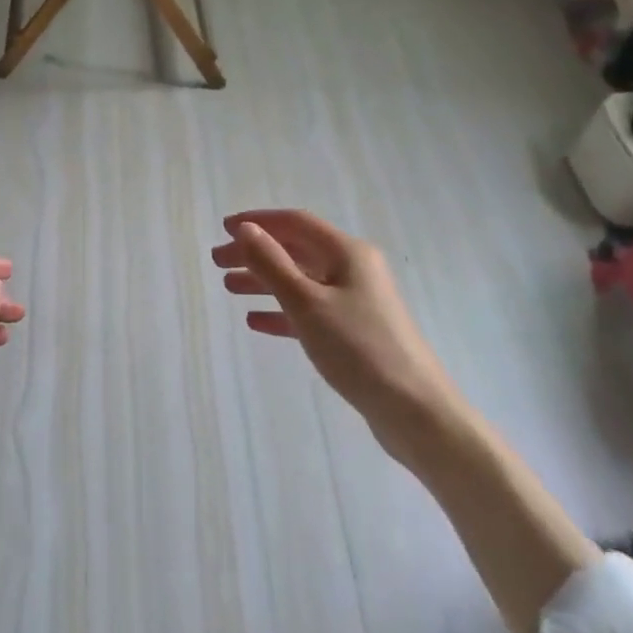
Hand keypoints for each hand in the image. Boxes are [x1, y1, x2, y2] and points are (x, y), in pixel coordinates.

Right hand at [212, 210, 463, 457]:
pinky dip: (282, 311)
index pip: (295, 222)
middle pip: (296, 250)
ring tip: (229, 288)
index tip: (224, 228)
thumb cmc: (358, 348)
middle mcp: (353, 269)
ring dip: (264, 281)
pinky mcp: (355, 332)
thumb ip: (271, 263)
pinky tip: (256, 321)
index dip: (258, 221)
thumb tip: (245, 229)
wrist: (415, 411)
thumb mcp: (306, 302)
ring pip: (301, 280)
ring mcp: (356, 301)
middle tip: (217, 263)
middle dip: (256, 253)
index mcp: (347, 252)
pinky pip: (310, 311)